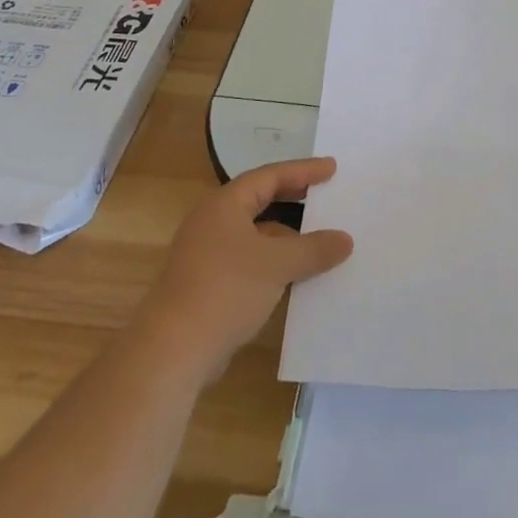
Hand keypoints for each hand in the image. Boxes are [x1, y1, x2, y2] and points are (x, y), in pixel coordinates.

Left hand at [136, 158, 352, 378]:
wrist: (172, 350)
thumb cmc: (226, 289)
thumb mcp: (278, 264)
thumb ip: (314, 249)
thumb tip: (345, 240)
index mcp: (225, 204)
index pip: (270, 176)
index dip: (303, 170)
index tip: (332, 168)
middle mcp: (213, 222)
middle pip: (260, 200)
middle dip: (294, 199)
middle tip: (326, 195)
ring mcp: (207, 254)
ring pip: (256, 234)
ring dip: (287, 236)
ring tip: (320, 240)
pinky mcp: (208, 284)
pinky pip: (250, 261)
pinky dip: (274, 262)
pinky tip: (297, 277)